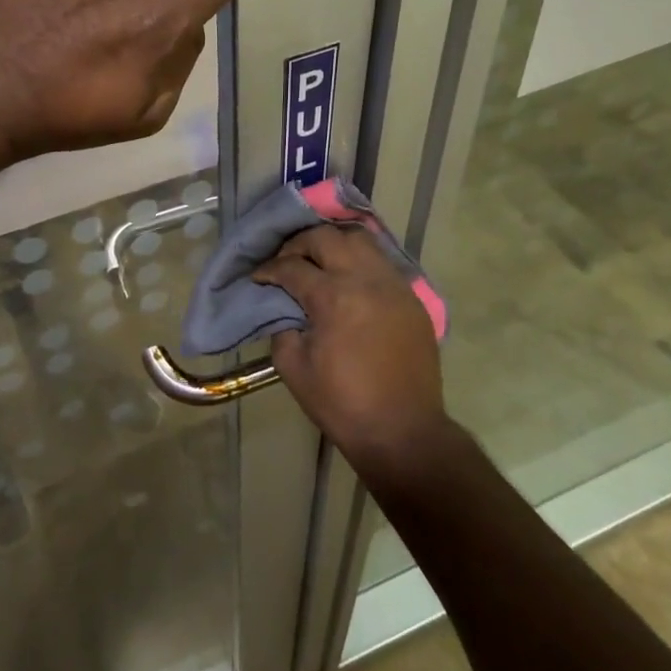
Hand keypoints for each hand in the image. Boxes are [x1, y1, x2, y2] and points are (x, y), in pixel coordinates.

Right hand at [253, 225, 450, 471]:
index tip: (258, 277)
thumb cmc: (342, 403)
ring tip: (319, 261)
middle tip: (286, 262)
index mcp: (333, 296)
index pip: (292, 266)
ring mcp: (394, 285)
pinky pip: (382, 263)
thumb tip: (283, 307)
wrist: (403, 432)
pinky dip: (359, 262)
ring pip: (360, 239)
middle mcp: (365, 279)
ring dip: (333, 244)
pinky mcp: (412, 298)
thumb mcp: (293, 367)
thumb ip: (282, 327)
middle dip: (298, 244)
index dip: (269, 270)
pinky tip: (348, 280)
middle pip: (325, 237)